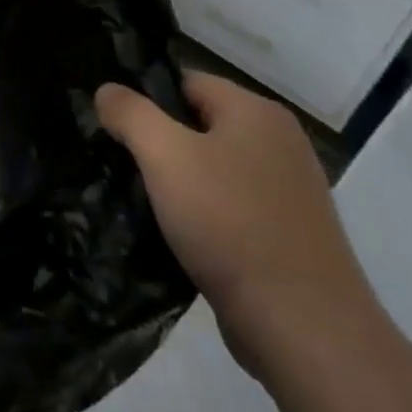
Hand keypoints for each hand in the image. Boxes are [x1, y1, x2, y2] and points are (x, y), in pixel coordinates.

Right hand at [96, 70, 391, 386]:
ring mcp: (288, 191)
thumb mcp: (165, 156)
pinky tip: (176, 235)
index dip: (145, 99)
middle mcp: (279, 142)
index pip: (185, 81)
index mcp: (257, 112)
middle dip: (158, 142)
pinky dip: (202, 215)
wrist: (305, 330)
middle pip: (197, 123)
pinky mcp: (287, 234)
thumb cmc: (231, 225)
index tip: (114, 128)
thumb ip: (130, 113)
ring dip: (177, 182)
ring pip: (211, 168)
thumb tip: (107, 91)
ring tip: (142, 202)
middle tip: (121, 165)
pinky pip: (229, 206)